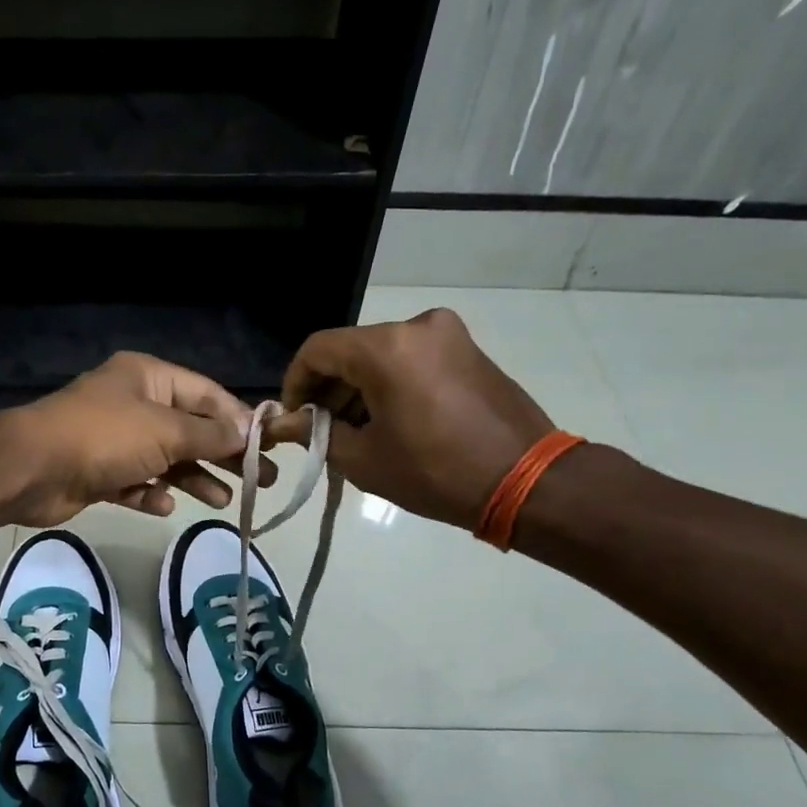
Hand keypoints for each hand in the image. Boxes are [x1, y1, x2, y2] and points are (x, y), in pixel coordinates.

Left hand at [6, 353, 275, 526]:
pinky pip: (135, 482)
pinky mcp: (98, 472)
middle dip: (222, 454)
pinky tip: (165, 506)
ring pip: (165, 459)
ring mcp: (114, 440)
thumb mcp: (166, 431)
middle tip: (260, 480)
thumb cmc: (105, 437)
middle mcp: (133, 404)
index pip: (206, 394)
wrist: (33, 469)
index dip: (238, 419)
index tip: (267, 445)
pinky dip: (151, 493)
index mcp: (148, 378)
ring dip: (193, 478)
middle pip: (189, 429)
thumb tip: (247, 433)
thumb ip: (210, 434)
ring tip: (223, 501)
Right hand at [277, 308, 554, 529]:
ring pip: (381, 355)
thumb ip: (315, 434)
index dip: (294, 383)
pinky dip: (389, 385)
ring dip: (358, 389)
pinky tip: (389, 423)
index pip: (318, 350)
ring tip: (355, 434)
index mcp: (386, 347)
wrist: (526, 480)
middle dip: (328, 390)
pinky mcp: (467, 350)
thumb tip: (280, 424)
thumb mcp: (364, 459)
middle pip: (350, 350)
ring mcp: (447, 335)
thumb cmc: (435, 472)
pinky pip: (411, 359)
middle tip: (321, 432)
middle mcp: (416, 326)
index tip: (292, 418)